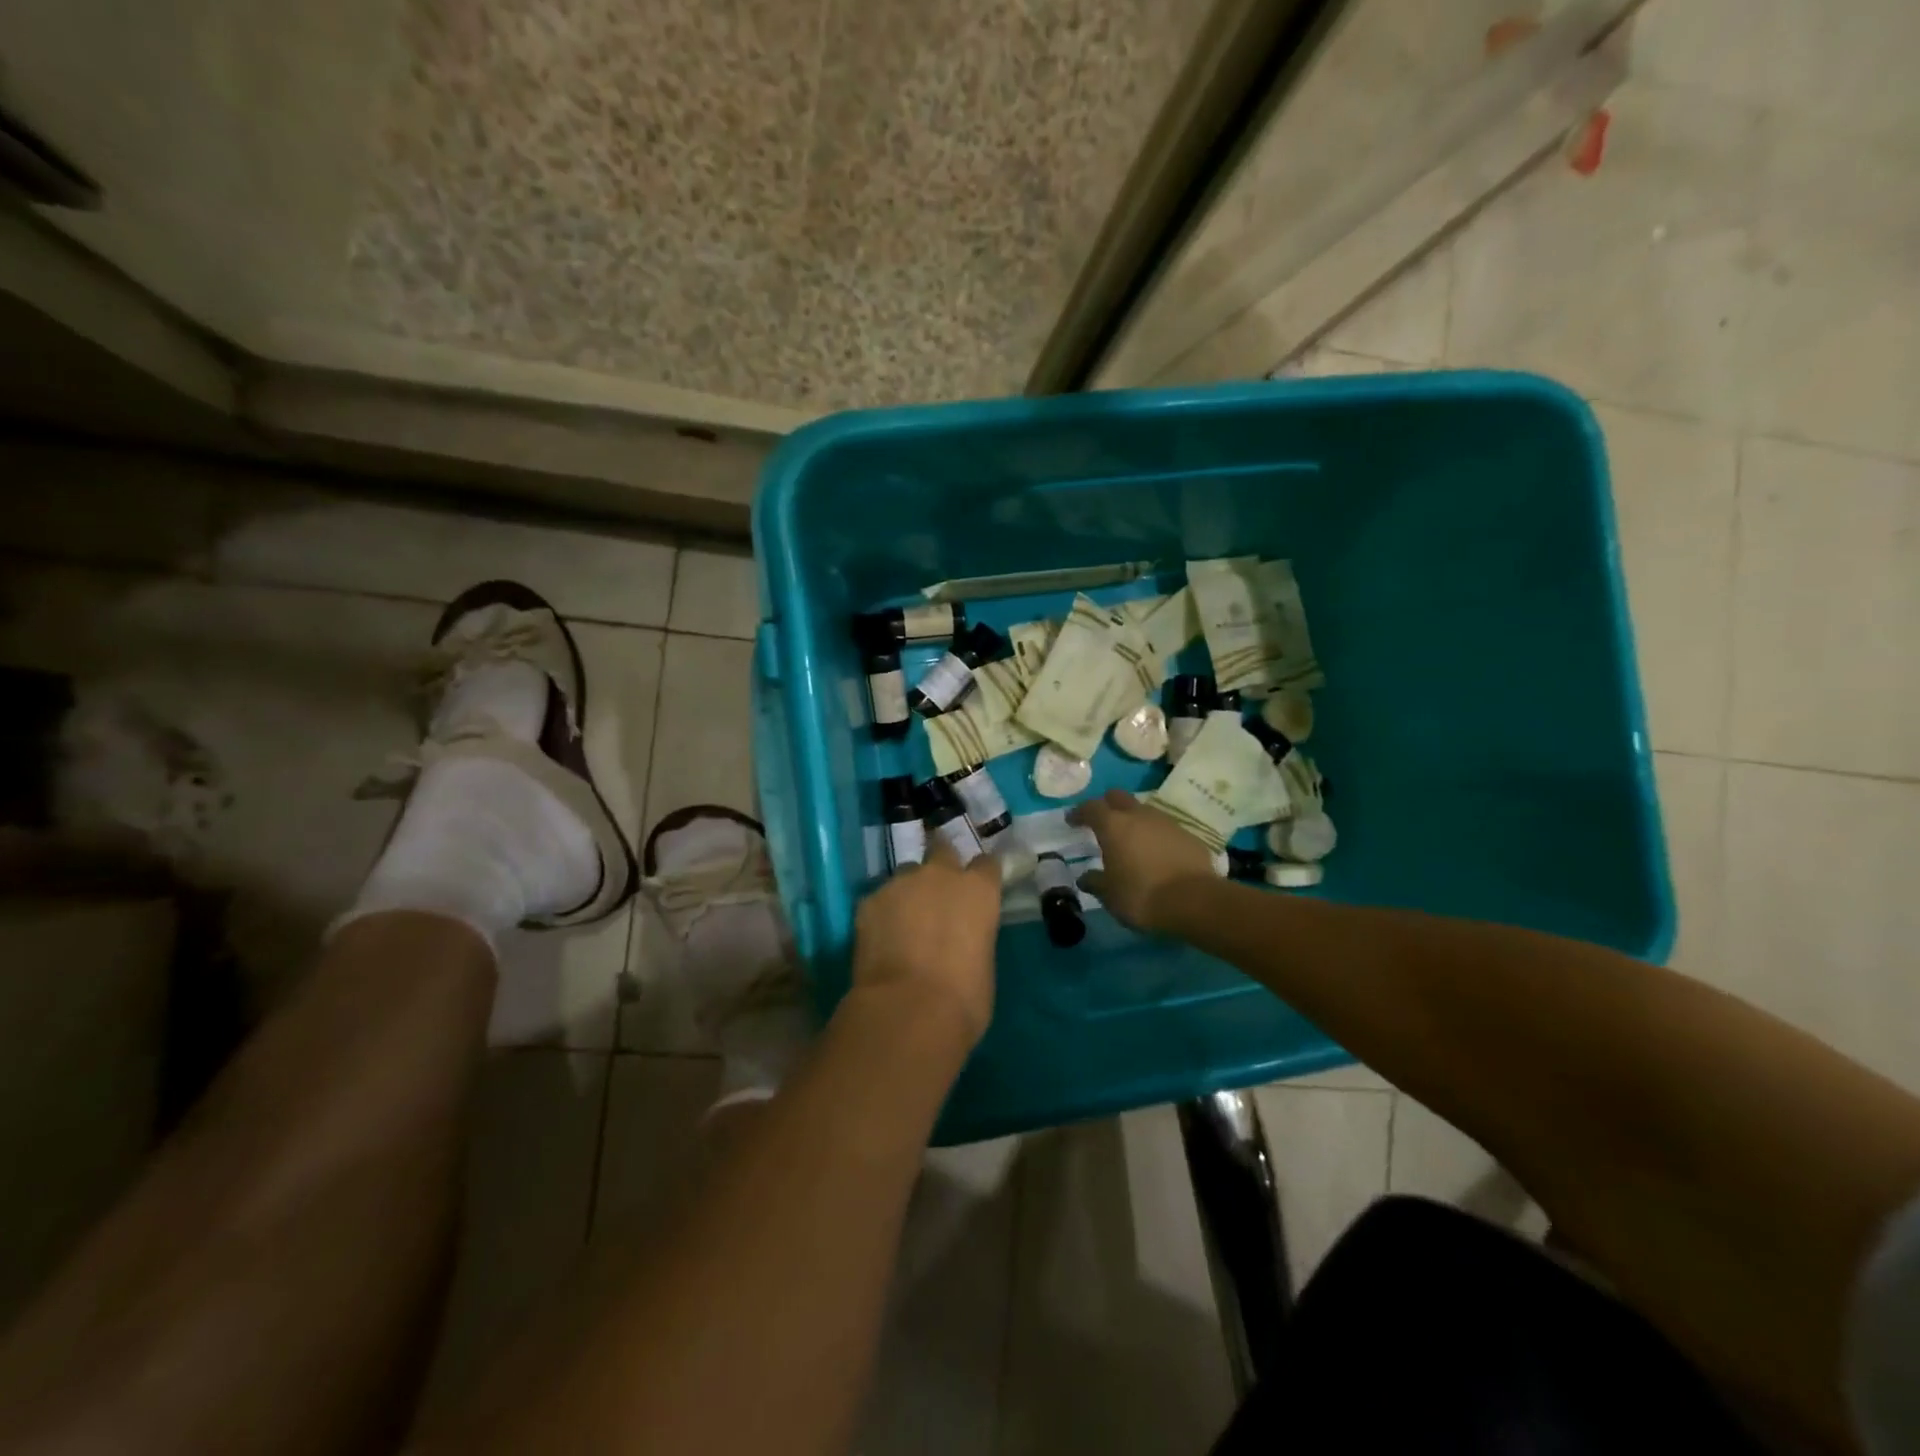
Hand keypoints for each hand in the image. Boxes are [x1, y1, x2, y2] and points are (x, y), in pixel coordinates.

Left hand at [851, 836, 1002, 1044]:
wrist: (907, 1009)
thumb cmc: (963, 999)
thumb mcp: (984, 965)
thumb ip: (974, 938)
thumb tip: (963, 942)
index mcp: (979, 890)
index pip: (986, 864)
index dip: (981, 876)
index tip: (978, 889)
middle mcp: (940, 875)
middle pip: (943, 850)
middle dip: (942, 865)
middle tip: (938, 893)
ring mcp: (901, 883)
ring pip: (907, 874)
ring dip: (910, 891)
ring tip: (904, 922)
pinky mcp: (869, 900)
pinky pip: (880, 899)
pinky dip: (883, 913)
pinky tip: (881, 939)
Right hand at [1067, 789, 1216, 934]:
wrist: (1195, 901)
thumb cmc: (1142, 896)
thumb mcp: (1110, 895)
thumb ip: (1095, 883)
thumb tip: (1085, 878)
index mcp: (1113, 826)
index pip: (1091, 808)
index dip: (1079, 813)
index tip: (1072, 821)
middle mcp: (1139, 816)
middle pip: (1118, 798)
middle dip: (1107, 806)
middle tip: (1102, 823)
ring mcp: (1167, 822)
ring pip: (1144, 811)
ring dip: (1134, 821)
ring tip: (1131, 841)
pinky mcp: (1188, 835)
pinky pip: (1165, 829)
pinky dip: (1156, 836)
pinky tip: (1157, 854)